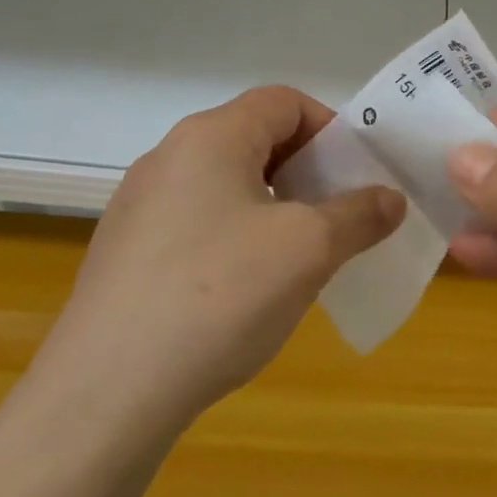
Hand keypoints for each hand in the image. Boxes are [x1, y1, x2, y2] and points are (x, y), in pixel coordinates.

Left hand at [36, 87, 404, 433]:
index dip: (330, 129)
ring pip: (225, 184)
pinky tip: (244, 292)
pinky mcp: (124, 252)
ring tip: (298, 257)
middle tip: (337, 217)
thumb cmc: (220, 296)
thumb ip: (358, 215)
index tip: (357, 176)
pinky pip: (196, 223)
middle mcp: (168, 157)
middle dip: (305, 172)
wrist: (106, 394)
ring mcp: (139, 206)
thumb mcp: (308, 250)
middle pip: (253, 139)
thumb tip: (390, 199)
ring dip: (272, 207)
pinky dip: (234, 237)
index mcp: (210, 137)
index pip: (284, 102)